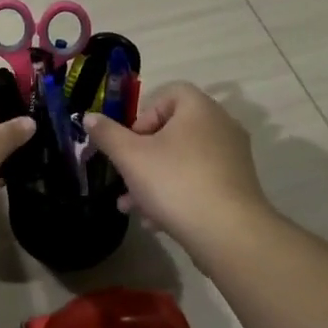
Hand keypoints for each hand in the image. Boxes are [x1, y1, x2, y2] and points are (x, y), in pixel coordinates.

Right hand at [84, 84, 273, 254]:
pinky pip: (200, 181)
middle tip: (125, 177)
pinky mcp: (237, 186)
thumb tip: (89, 117)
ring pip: (183, 160)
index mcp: (199, 108)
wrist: (228, 233)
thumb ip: (107, 134)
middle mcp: (221, 126)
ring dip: (154, 179)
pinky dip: (177, 194)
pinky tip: (156, 221)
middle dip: (142, 156)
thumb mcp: (130, 157)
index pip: (169, 94)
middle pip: (173, 131)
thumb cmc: (175, 182)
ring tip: (131, 206)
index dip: (143, 114)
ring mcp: (233, 157)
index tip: (130, 142)